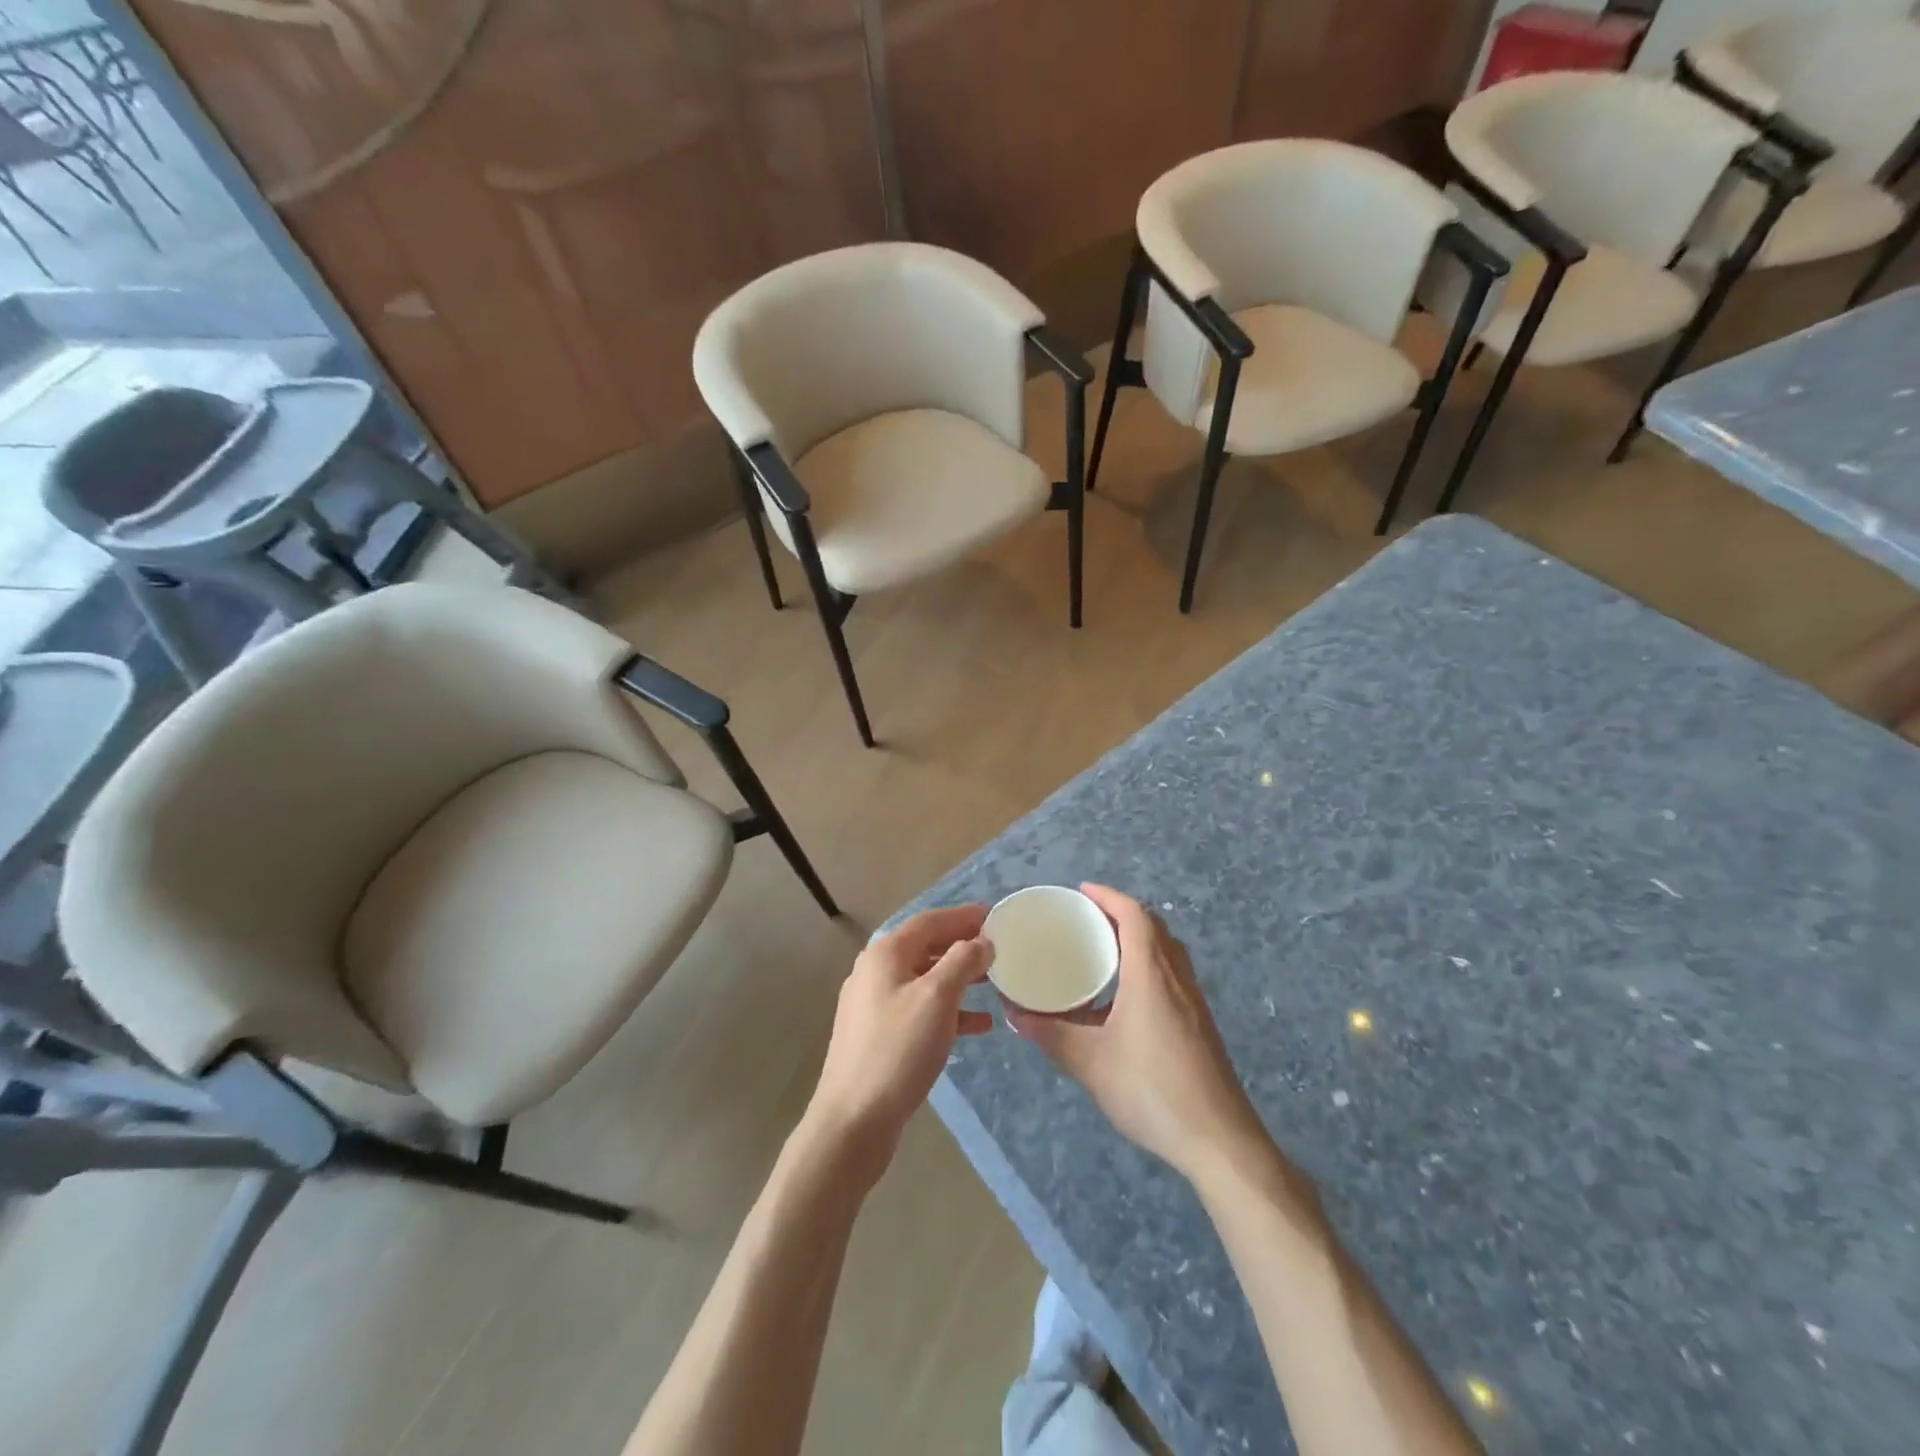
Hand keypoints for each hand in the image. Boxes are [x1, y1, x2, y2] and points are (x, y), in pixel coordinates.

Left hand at [802, 905, 994, 1184]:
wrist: (853, 1120)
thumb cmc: (898, 1050)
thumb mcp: (936, 999)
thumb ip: (962, 962)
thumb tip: (982, 941)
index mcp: (886, 954)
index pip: (930, 921)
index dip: (963, 916)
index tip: (996, 916)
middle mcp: (876, 971)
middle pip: (927, 947)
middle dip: (963, 946)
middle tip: (1000, 948)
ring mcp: (875, 1004)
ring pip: (926, 979)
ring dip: (959, 979)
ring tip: (995, 984)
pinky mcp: (880, 1035)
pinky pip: (921, 1009)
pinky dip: (949, 1011)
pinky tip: (978, 1026)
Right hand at [1006, 884, 1267, 1183]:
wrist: (1219, 1140)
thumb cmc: (1151, 1090)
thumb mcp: (1090, 1062)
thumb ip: (1051, 1035)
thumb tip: (1015, 1015)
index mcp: (1151, 975)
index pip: (1134, 916)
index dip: (1109, 896)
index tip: (1082, 891)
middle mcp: (1176, 978)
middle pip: (1154, 927)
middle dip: (1122, 913)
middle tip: (1088, 917)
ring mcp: (1193, 1001)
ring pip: (1167, 951)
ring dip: (1138, 938)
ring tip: (1104, 949)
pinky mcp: (1200, 1024)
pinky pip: (1172, 974)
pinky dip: (1149, 964)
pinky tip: (1127, 996)